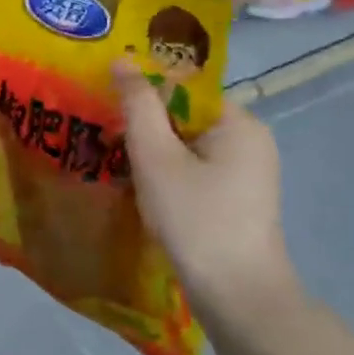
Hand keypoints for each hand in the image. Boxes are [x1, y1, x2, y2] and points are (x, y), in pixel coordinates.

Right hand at [114, 62, 300, 320]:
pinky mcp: (237, 198)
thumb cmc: (195, 218)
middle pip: (184, 115)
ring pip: (186, 144)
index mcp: (238, 122)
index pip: (183, 88)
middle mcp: (249, 139)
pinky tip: (141, 188)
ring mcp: (247, 171)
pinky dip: (167, 172)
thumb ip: (138, 105)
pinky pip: (194, 168)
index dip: (143, 93)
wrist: (236, 294)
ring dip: (152, 151)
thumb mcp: (156, 157)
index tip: (107, 107)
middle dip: (144, 125)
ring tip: (115, 162)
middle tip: (104, 136)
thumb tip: (122, 60)